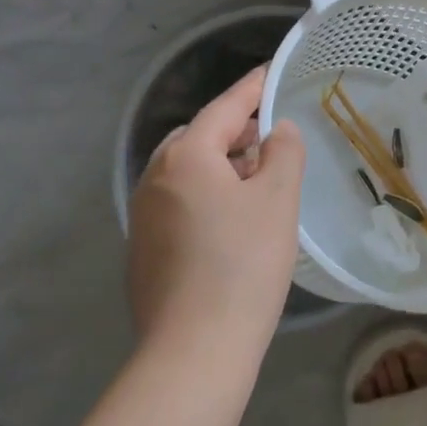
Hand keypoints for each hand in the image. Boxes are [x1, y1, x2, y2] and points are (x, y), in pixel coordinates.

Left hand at [127, 68, 305, 355]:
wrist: (193, 353)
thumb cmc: (243, 265)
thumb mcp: (278, 199)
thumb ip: (283, 151)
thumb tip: (276, 130)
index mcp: (186, 156)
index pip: (225, 107)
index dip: (252, 88)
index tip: (271, 72)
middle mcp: (155, 177)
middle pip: (199, 136)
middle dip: (235, 129)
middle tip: (271, 135)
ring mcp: (143, 215)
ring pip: (187, 171)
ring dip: (220, 164)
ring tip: (257, 177)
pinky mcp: (143, 249)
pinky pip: (178, 201)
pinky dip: (206, 194)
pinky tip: (231, 220)